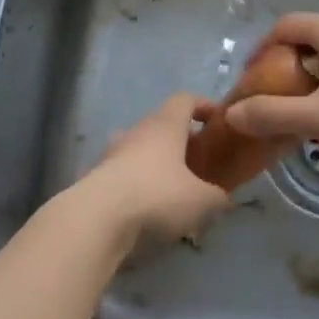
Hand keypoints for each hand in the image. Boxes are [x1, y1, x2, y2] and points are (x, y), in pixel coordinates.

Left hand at [78, 93, 230, 248]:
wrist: (97, 219)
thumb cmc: (157, 196)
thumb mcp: (202, 201)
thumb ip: (218, 197)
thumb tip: (223, 199)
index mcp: (165, 125)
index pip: (185, 100)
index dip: (203, 106)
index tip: (217, 122)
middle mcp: (136, 132)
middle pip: (161, 126)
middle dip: (181, 142)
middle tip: (199, 164)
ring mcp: (111, 154)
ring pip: (139, 151)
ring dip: (156, 164)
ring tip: (173, 191)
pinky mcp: (95, 179)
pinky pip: (123, 176)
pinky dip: (137, 187)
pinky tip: (148, 211)